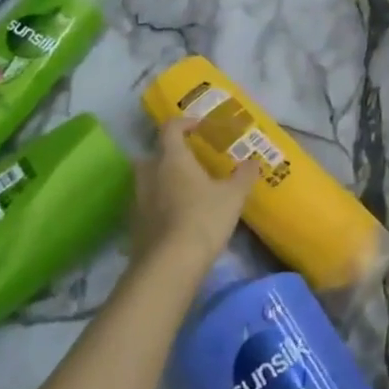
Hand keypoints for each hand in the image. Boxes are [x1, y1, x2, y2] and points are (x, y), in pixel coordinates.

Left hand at [130, 119, 256, 267]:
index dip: (184, 123)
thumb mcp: (233, 197)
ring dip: (163, 180)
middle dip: (170, 154)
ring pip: (148, 180)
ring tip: (186, 191)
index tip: (199, 127)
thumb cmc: (202, 220)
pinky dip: (158, 205)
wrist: (168, 266)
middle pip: (154, 154)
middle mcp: (149, 173)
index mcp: (172, 158)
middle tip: (191, 162)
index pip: (171, 128)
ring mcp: (137, 200)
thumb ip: (243, 176)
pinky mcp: (134, 225)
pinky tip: (176, 218)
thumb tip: (254, 162)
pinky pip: (146, 205)